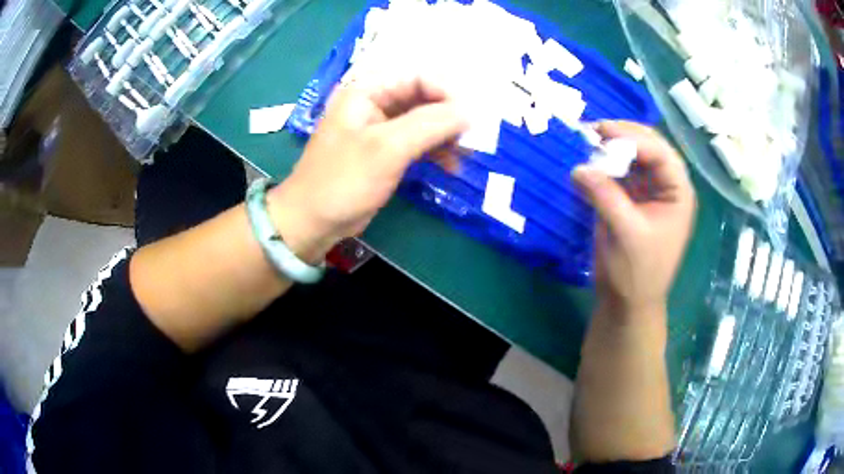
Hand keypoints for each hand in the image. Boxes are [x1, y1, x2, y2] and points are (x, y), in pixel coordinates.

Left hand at [268, 76, 467, 260]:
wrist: (312, 222)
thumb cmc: (343, 181)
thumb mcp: (387, 149)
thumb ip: (430, 124)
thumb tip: (470, 112)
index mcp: (367, 90)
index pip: (419, 77)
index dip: (448, 94)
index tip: (472, 119)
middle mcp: (374, 102)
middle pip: (423, 97)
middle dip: (450, 116)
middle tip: (473, 139)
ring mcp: (380, 127)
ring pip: (423, 120)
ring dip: (446, 135)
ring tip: (465, 155)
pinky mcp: (385, 150)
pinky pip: (417, 141)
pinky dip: (435, 150)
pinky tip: (451, 166)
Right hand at [571, 121, 695, 319]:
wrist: (628, 303)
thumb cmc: (637, 274)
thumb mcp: (625, 234)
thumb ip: (605, 196)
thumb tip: (578, 167)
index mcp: (678, 194)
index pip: (661, 154)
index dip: (634, 139)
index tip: (602, 133)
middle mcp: (667, 187)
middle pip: (650, 148)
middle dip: (624, 136)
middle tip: (594, 130)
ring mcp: (650, 191)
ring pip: (635, 156)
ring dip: (614, 146)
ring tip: (589, 140)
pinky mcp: (633, 199)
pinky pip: (621, 171)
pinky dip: (606, 163)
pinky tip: (591, 161)